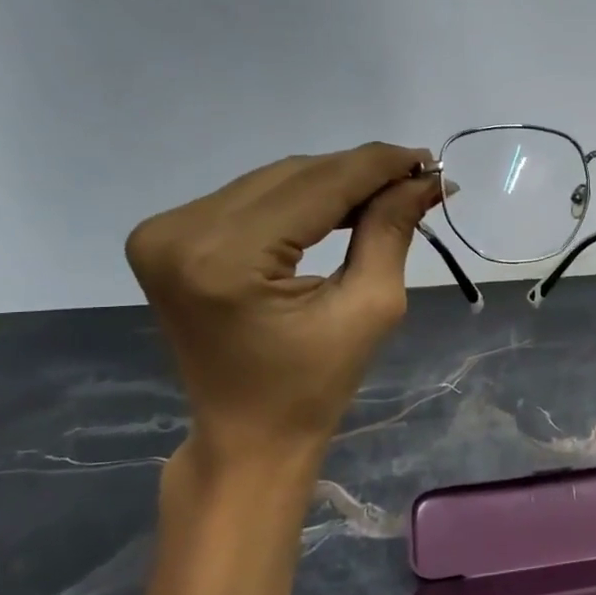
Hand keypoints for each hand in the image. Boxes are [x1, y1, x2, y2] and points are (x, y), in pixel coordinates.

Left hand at [125, 144, 439, 477]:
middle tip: (417, 178)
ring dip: (333, 182)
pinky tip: (340, 207)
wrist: (248, 435)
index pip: (317, 185)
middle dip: (360, 173)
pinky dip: (300, 199)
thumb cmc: (315, 386)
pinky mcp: (166, 238)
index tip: (430, 159)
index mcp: (226, 258)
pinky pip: (250, 198)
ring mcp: (165, 232)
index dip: (378, 166)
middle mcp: (181, 231)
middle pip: (293, 175)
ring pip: (273, 181)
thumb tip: (424, 180)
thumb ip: (390, 232)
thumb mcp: (369, 308)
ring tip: (387, 193)